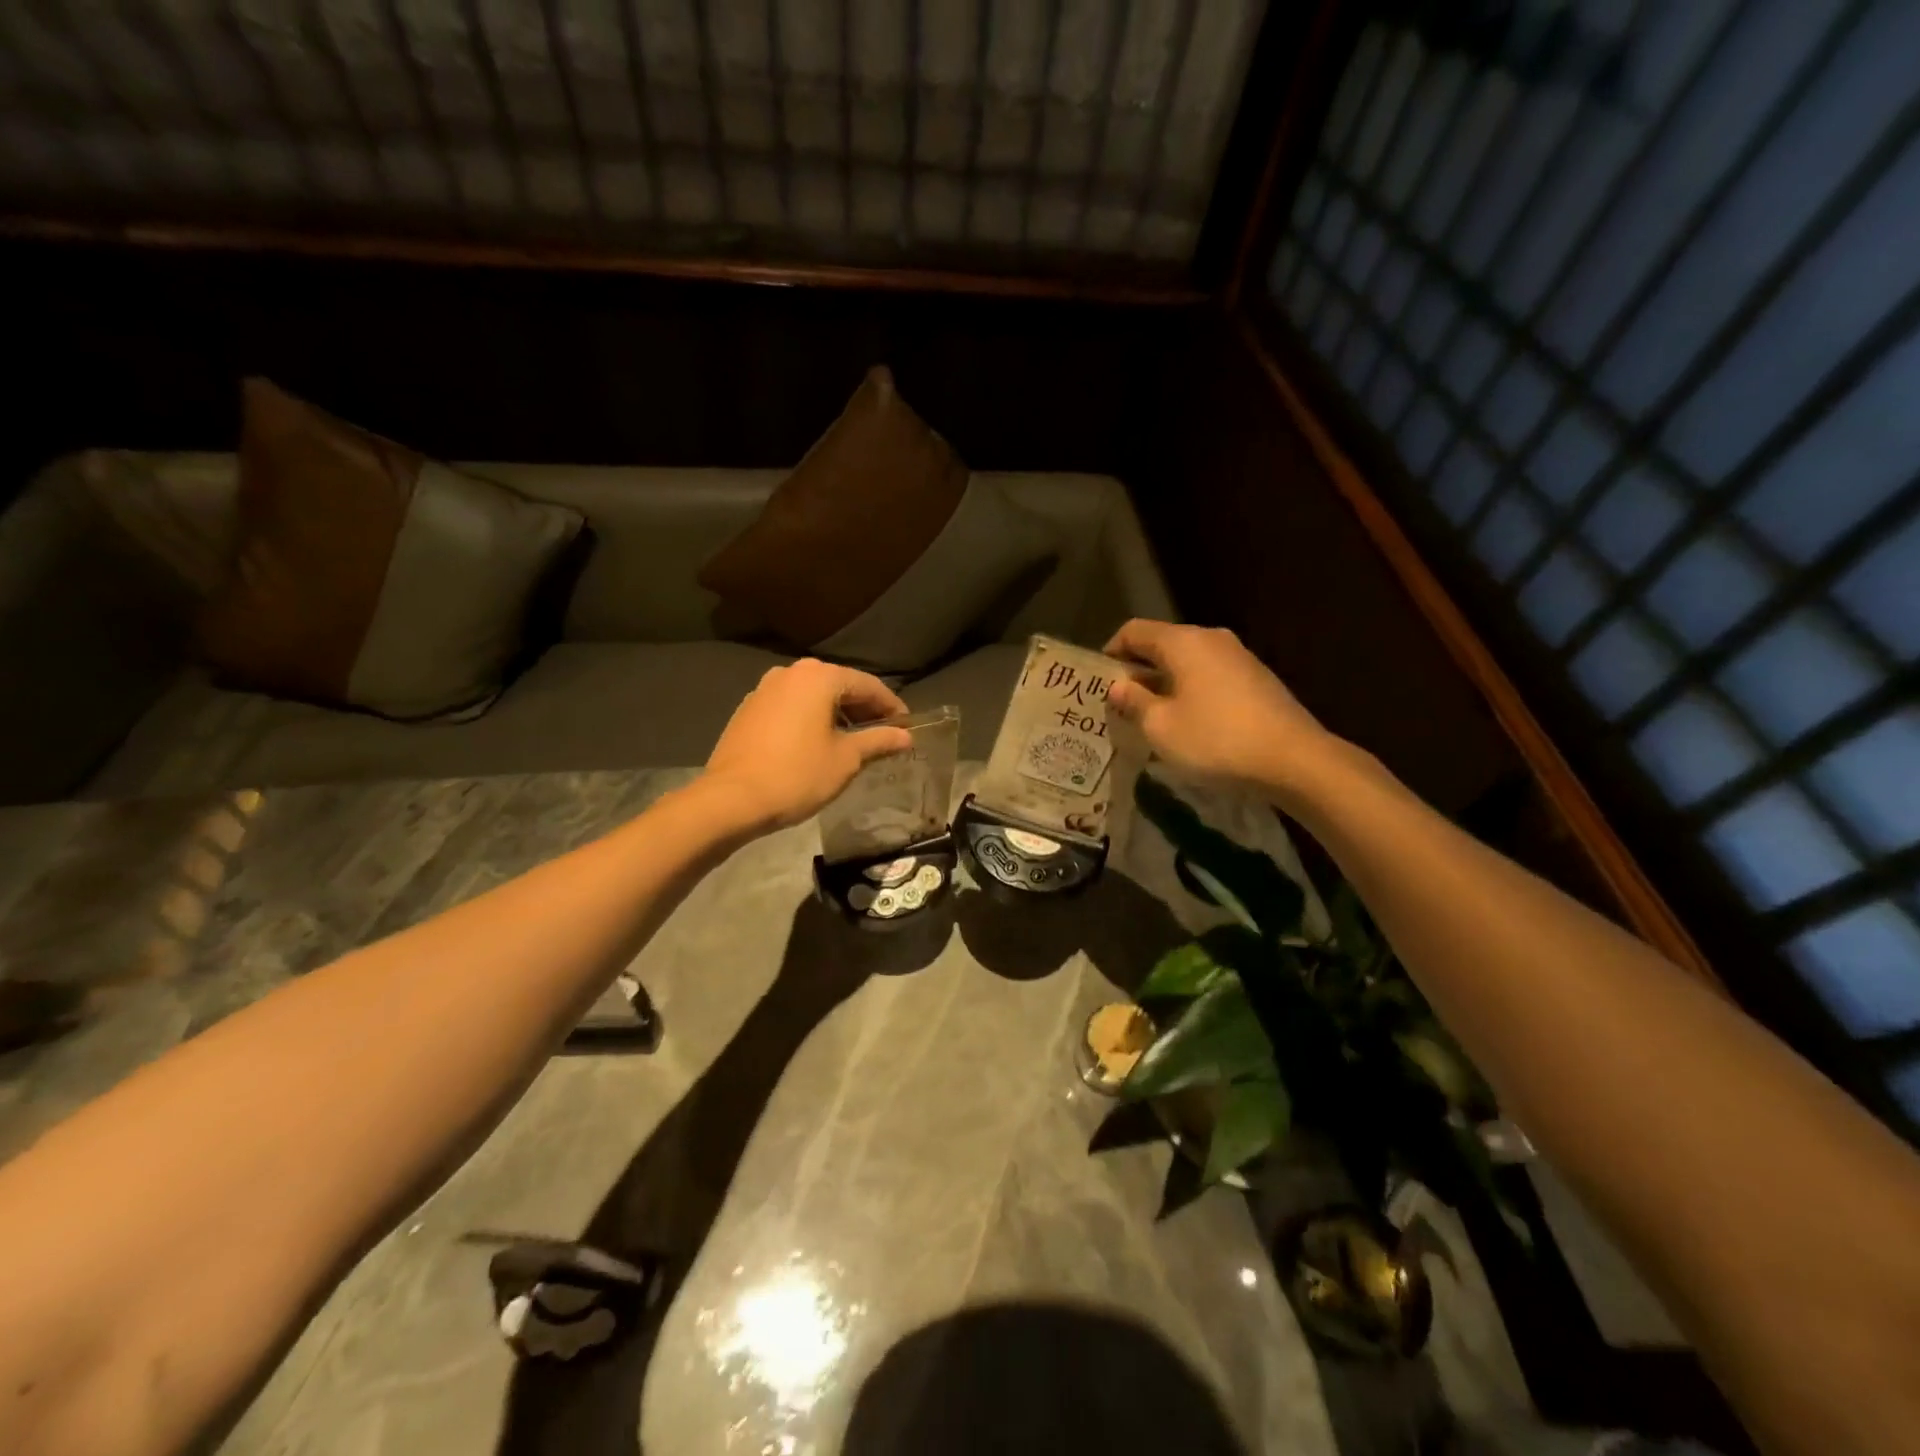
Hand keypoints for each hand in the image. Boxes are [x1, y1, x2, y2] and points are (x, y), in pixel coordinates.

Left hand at [701, 659, 913, 832]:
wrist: (731, 799)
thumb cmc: (797, 775)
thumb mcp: (846, 760)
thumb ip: (878, 741)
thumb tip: (906, 737)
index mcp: (819, 677)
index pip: (867, 684)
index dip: (891, 705)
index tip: (907, 726)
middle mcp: (790, 673)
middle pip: (838, 685)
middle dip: (863, 708)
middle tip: (883, 733)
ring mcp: (764, 689)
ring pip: (812, 695)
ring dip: (835, 713)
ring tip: (852, 740)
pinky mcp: (748, 709)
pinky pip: (790, 706)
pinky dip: (809, 718)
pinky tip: (817, 743)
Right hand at [1103, 620, 1339, 799]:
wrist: (1294, 759)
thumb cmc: (1215, 739)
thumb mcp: (1160, 726)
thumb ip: (1133, 702)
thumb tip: (1118, 686)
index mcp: (1183, 642)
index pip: (1134, 630)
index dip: (1110, 651)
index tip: (1098, 681)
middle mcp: (1211, 639)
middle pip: (1162, 644)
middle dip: (1137, 671)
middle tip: (1118, 703)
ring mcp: (1239, 657)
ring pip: (1187, 662)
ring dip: (1164, 683)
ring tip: (1149, 716)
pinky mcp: (1256, 679)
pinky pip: (1210, 676)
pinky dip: (1190, 691)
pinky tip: (1187, 722)